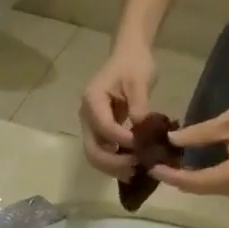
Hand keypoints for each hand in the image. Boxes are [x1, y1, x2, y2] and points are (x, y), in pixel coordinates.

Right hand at [79, 42, 158, 175]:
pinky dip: (114, 162)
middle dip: (113, 162)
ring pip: (95, 156)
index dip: (122, 140)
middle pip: (92, 150)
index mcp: (92, 101)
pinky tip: (131, 167)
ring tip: (134, 171)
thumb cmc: (134, 64)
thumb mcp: (140, 81)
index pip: (104, 128)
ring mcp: (90, 126)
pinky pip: (102, 152)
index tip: (143, 145)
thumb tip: (143, 133)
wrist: (128, 55)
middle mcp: (85, 117)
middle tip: (136, 167)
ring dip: (112, 167)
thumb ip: (139, 106)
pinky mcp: (98, 132)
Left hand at [153, 95, 228, 196]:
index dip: (170, 175)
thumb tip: (171, 140)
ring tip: (165, 163)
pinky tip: (185, 164)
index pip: (192, 182)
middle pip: (195, 189)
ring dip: (184, 178)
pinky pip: (213, 184)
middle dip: (174, 178)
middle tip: (154, 163)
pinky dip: (197, 176)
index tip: (152, 165)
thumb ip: (199, 134)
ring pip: (203, 188)